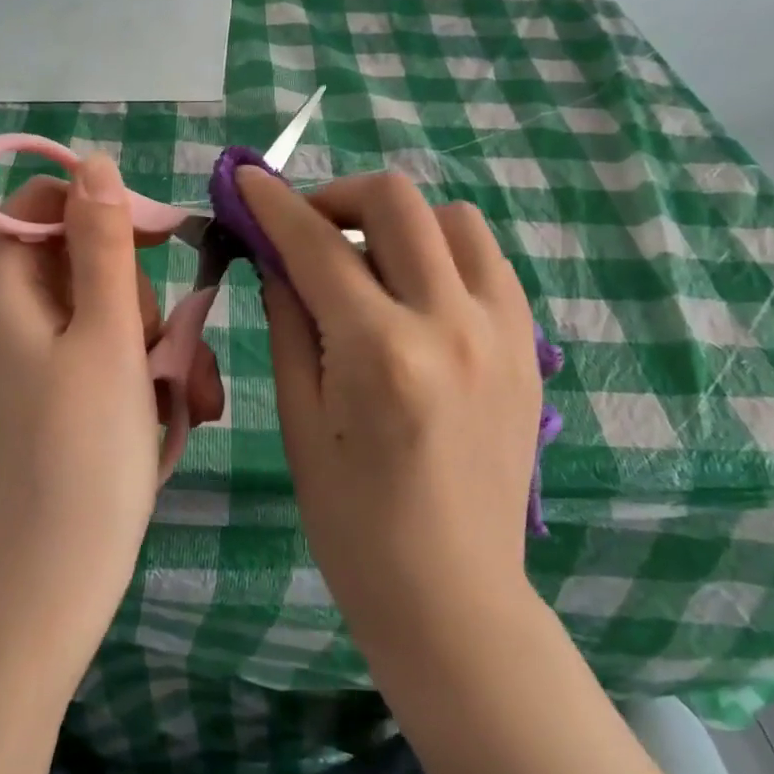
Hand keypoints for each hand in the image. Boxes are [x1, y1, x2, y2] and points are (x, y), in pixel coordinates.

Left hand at [0, 155, 223, 651]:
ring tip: (185, 395)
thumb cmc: (84, 453)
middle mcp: (10, 314)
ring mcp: (33, 357)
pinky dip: (144, 373)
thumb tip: (93, 164)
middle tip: (160, 348)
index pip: (44, 203)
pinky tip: (178, 411)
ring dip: (157, 342)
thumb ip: (103, 244)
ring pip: (108, 310)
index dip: (103, 208)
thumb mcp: (107, 336)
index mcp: (3, 289)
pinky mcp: (57, 392)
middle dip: (139, 295)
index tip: (160, 239)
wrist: (57, 580)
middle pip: (85, 258)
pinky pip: (106, 354)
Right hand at [236, 168, 542, 665]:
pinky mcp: (529, 347)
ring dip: (398, 221)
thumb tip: (275, 258)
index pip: (316, 246)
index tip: (244, 177)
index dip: (273, 203)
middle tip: (305, 228)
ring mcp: (503, 332)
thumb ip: (289, 323)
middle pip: (396, 203)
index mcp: (382, 353)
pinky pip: (487, 262)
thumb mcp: (299, 421)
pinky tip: (413, 291)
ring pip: (453, 219)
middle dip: (337, 196)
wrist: (453, 596)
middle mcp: (451, 324)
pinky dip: (442, 253)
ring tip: (365, 261)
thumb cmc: (353, 524)